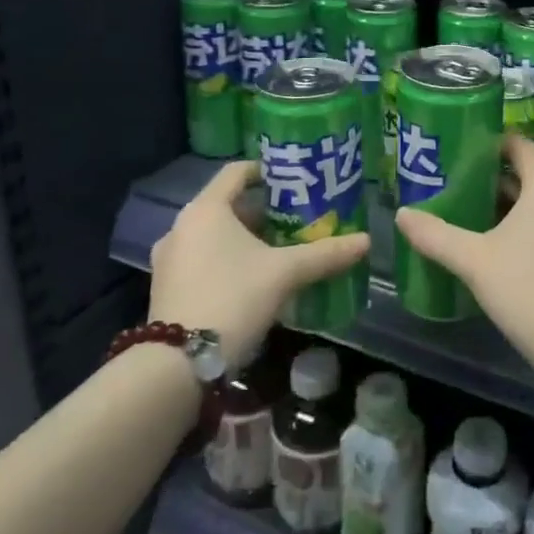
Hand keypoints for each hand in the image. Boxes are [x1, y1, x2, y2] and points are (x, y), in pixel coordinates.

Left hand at [148, 161, 368, 367]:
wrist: (178, 364)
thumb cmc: (233, 297)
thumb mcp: (285, 273)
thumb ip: (325, 254)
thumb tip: (366, 240)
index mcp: (206, 209)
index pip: (237, 171)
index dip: (268, 170)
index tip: (295, 179)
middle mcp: (182, 226)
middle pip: (228, 205)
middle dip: (263, 211)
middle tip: (297, 219)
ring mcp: (169, 259)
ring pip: (214, 235)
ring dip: (245, 239)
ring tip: (280, 250)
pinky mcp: (167, 288)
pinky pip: (202, 259)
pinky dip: (227, 260)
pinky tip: (254, 280)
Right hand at [395, 135, 533, 377]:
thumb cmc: (528, 289)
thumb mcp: (473, 260)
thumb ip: (435, 234)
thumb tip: (402, 214)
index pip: (518, 145)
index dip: (488, 144)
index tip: (457, 153)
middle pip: (526, 174)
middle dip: (490, 180)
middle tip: (452, 188)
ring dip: (506, 206)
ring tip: (467, 215)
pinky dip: (524, 225)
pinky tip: (495, 246)